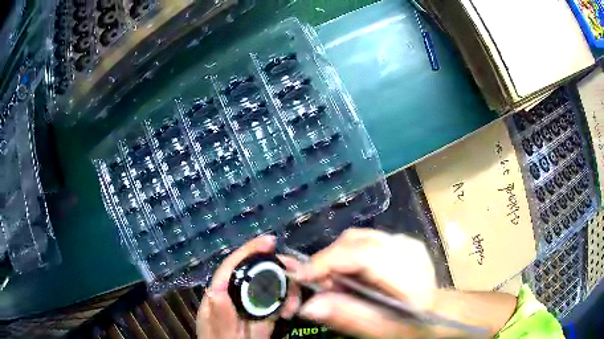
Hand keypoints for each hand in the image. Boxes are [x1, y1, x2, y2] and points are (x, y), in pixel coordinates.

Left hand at [197, 235, 299, 338]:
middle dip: (277, 268)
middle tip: (297, 272)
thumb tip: (215, 291)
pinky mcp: (266, 312)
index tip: (270, 241)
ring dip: (288, 288)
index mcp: (219, 295)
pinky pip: (281, 300)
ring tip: (294, 305)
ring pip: (272, 284)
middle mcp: (236, 294)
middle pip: (255, 271)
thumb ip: (219, 316)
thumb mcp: (221, 334)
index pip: (231, 267)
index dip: (249, 251)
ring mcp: (253, 303)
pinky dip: (291, 301)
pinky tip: (293, 310)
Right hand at [294, 229, 437, 338]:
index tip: (300, 277)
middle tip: (323, 289)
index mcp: (409, 273)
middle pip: (354, 241)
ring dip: (337, 259)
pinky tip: (354, 277)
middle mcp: (407, 248)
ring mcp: (405, 241)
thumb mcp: (382, 330)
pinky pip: (363, 241)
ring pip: (356, 238)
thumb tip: (308, 306)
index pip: (361, 254)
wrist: (439, 312)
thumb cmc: (413, 325)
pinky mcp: (400, 241)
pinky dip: (348, 257)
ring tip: (338, 285)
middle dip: (328, 262)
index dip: (326, 262)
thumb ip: (348, 316)